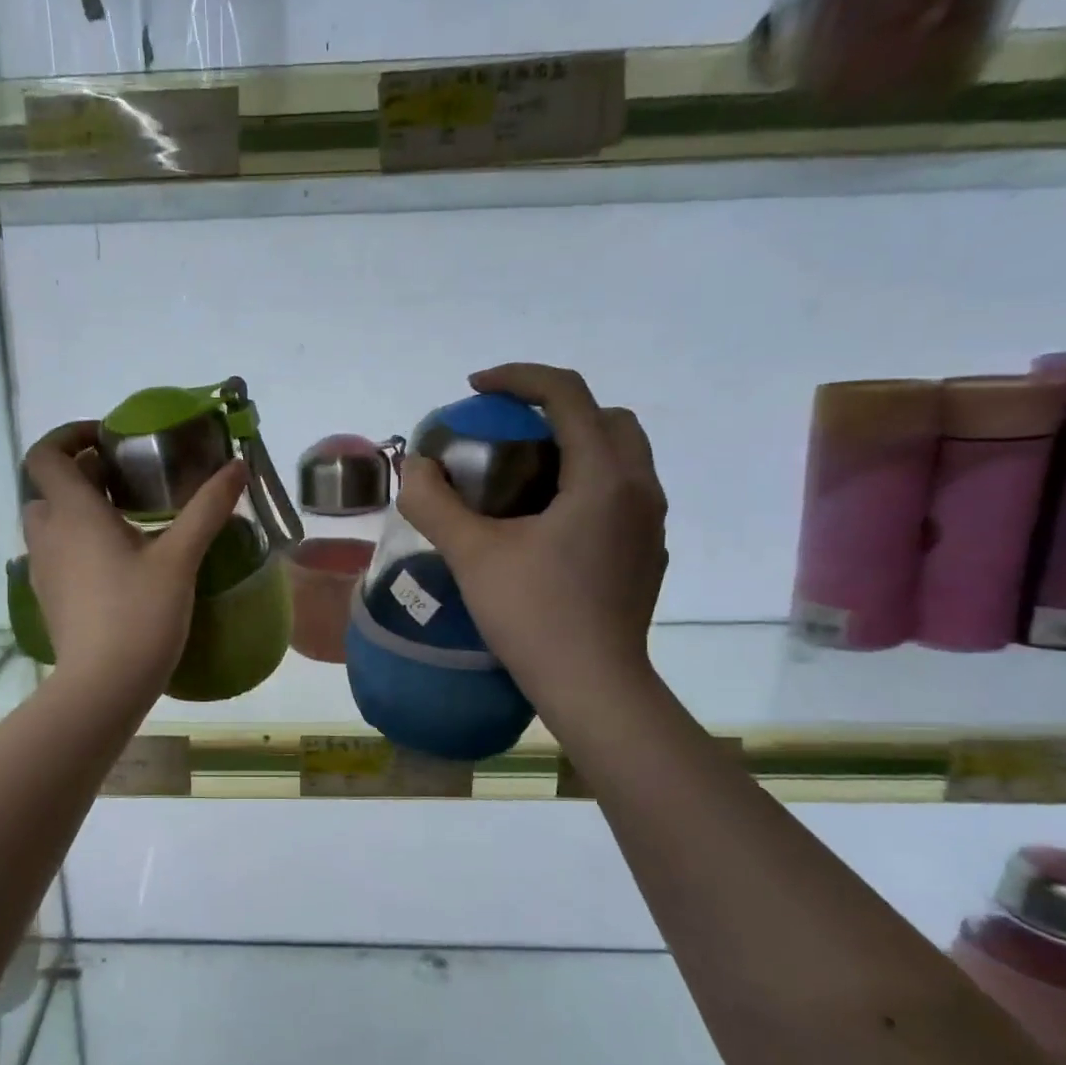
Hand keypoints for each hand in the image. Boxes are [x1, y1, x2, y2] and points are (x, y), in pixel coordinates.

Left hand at [21, 422, 247, 698]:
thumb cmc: (139, 614)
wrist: (103, 686)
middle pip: (48, 486)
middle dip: (81, 475)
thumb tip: (237, 466)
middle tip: (126, 481)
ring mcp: (43, 569)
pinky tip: (117, 563)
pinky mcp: (48, 597)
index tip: (107, 440)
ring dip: (78, 509)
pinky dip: (77, 542)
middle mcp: (48, 534)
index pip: (45, 454)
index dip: (69, 435)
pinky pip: (56, 553)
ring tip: (125, 520)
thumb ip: (208, 508)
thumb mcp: (180, 558)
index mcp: (73, 513)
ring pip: (50, 522)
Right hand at [397, 365, 666, 705]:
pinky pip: (621, 493)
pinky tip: (547, 521)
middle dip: (556, 408)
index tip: (475, 389)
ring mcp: (649, 524)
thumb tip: (415, 468)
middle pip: (606, 417)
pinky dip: (586, 482)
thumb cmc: (534, 615)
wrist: (592, 686)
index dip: (518, 378)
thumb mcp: (472, 555)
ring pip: (621, 455)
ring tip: (524, 473)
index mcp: (603, 477)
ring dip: (575, 445)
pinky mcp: (646, 554)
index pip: (568, 394)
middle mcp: (639, 489)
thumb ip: (436, 504)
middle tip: (507, 431)